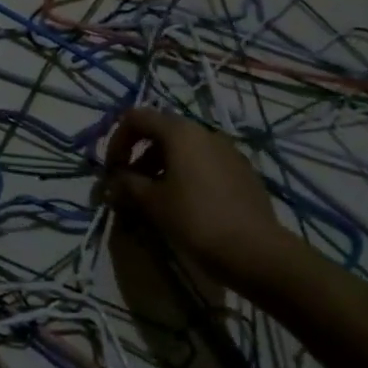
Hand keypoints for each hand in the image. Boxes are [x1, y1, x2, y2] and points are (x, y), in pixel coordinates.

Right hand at [103, 108, 282, 285]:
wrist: (255, 250)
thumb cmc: (195, 219)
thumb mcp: (153, 202)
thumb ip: (127, 184)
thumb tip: (114, 181)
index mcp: (180, 132)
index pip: (136, 118)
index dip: (117, 141)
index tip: (112, 171)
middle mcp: (204, 132)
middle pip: (161, 132)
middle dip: (138, 156)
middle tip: (129, 187)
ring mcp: (227, 150)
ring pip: (184, 149)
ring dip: (161, 167)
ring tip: (154, 199)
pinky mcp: (241, 170)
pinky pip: (204, 163)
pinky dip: (185, 175)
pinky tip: (184, 204)